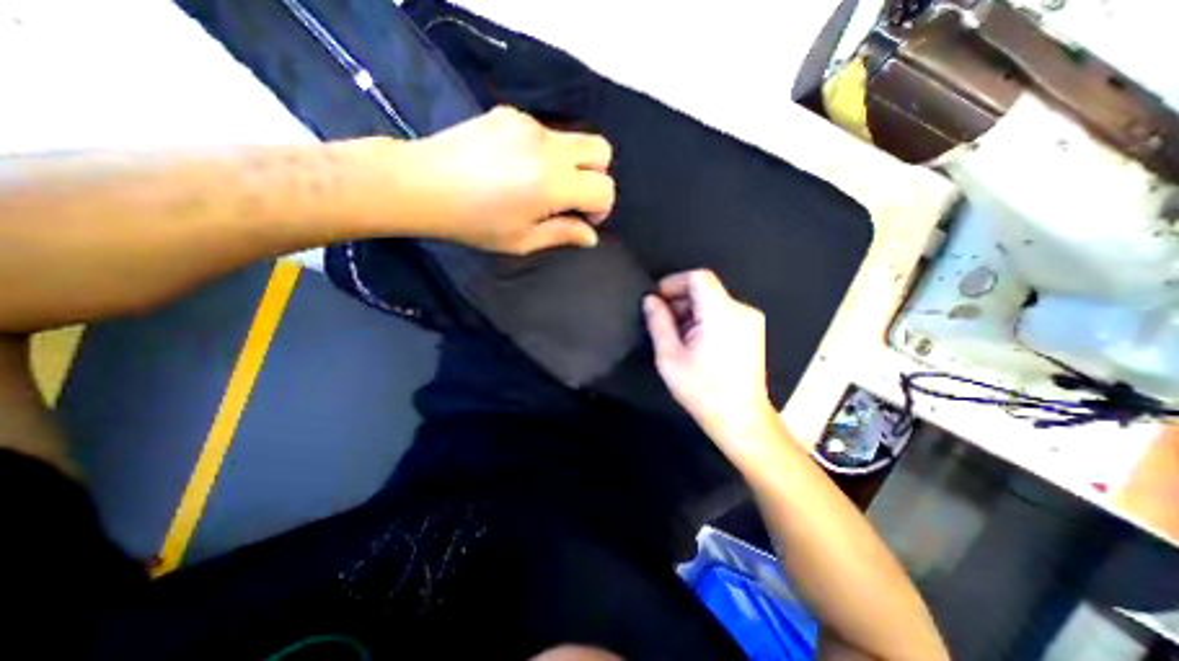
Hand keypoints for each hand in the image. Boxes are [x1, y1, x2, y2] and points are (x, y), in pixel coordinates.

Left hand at [398, 106, 618, 252]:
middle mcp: (548, 146)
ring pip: (573, 139)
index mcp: (553, 183)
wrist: (422, 184)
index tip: (583, 219)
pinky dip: (544, 152)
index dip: (601, 207)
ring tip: (538, 184)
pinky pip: (545, 132)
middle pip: (601, 150)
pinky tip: (516, 166)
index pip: (603, 187)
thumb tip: (591, 236)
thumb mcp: (522, 240)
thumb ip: (563, 235)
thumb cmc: (474, 223)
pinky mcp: (510, 114)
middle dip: (597, 176)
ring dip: (570, 164)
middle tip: (572, 197)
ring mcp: (529, 124)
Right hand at [642, 272, 779, 442]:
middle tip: (662, 324)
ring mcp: (750, 320)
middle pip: (705, 289)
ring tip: (677, 337)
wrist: (741, 418)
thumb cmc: (702, 390)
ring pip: (712, 301)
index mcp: (721, 314)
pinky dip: (704, 319)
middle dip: (679, 300)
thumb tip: (650, 300)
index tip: (657, 300)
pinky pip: (722, 312)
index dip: (673, 282)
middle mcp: (741, 310)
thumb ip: (658, 323)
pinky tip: (695, 342)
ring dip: (690, 312)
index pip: (698, 277)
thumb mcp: (670, 357)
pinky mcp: (752, 330)